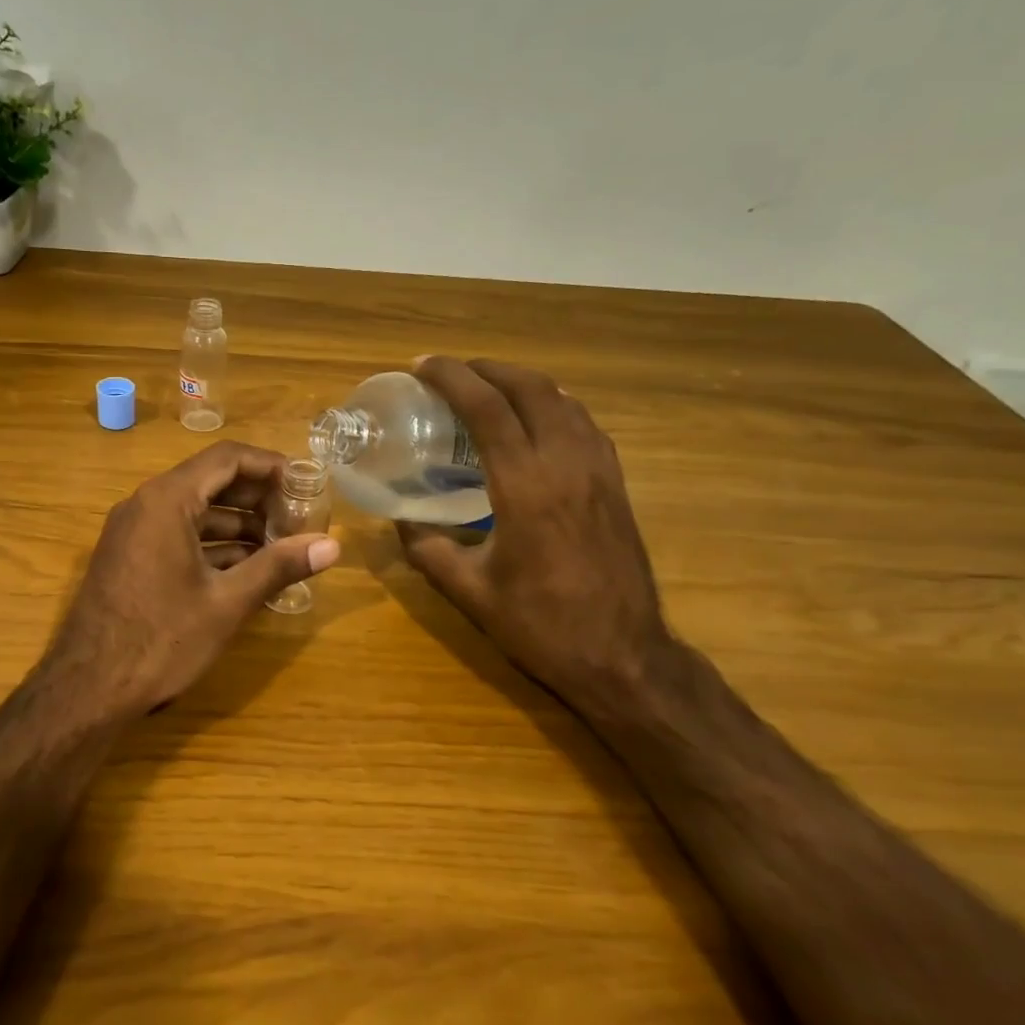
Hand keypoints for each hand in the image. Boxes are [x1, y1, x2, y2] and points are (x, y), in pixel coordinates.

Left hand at [39, 442, 340, 720]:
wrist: (87, 689)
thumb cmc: (161, 640)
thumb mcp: (227, 602)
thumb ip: (279, 566)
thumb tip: (332, 546)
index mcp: (167, 500)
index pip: (228, 458)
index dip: (272, 466)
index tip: (306, 485)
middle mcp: (146, 504)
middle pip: (211, 481)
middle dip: (258, 497)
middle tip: (299, 518)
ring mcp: (133, 531)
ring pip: (195, 511)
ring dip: (238, 524)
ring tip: (281, 547)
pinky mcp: (130, 557)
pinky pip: (178, 535)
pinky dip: (213, 545)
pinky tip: (246, 569)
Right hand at [396, 358, 674, 716]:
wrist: (624, 657)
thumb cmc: (541, 626)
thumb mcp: (470, 593)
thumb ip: (428, 551)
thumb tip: (400, 522)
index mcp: (525, 487)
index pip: (487, 409)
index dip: (452, 378)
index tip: (422, 367)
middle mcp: (565, 465)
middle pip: (529, 389)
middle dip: (487, 368)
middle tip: (452, 371)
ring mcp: (598, 471)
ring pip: (563, 400)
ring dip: (522, 382)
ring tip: (489, 386)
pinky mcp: (616, 484)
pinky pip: (584, 423)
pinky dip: (554, 405)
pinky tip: (537, 418)